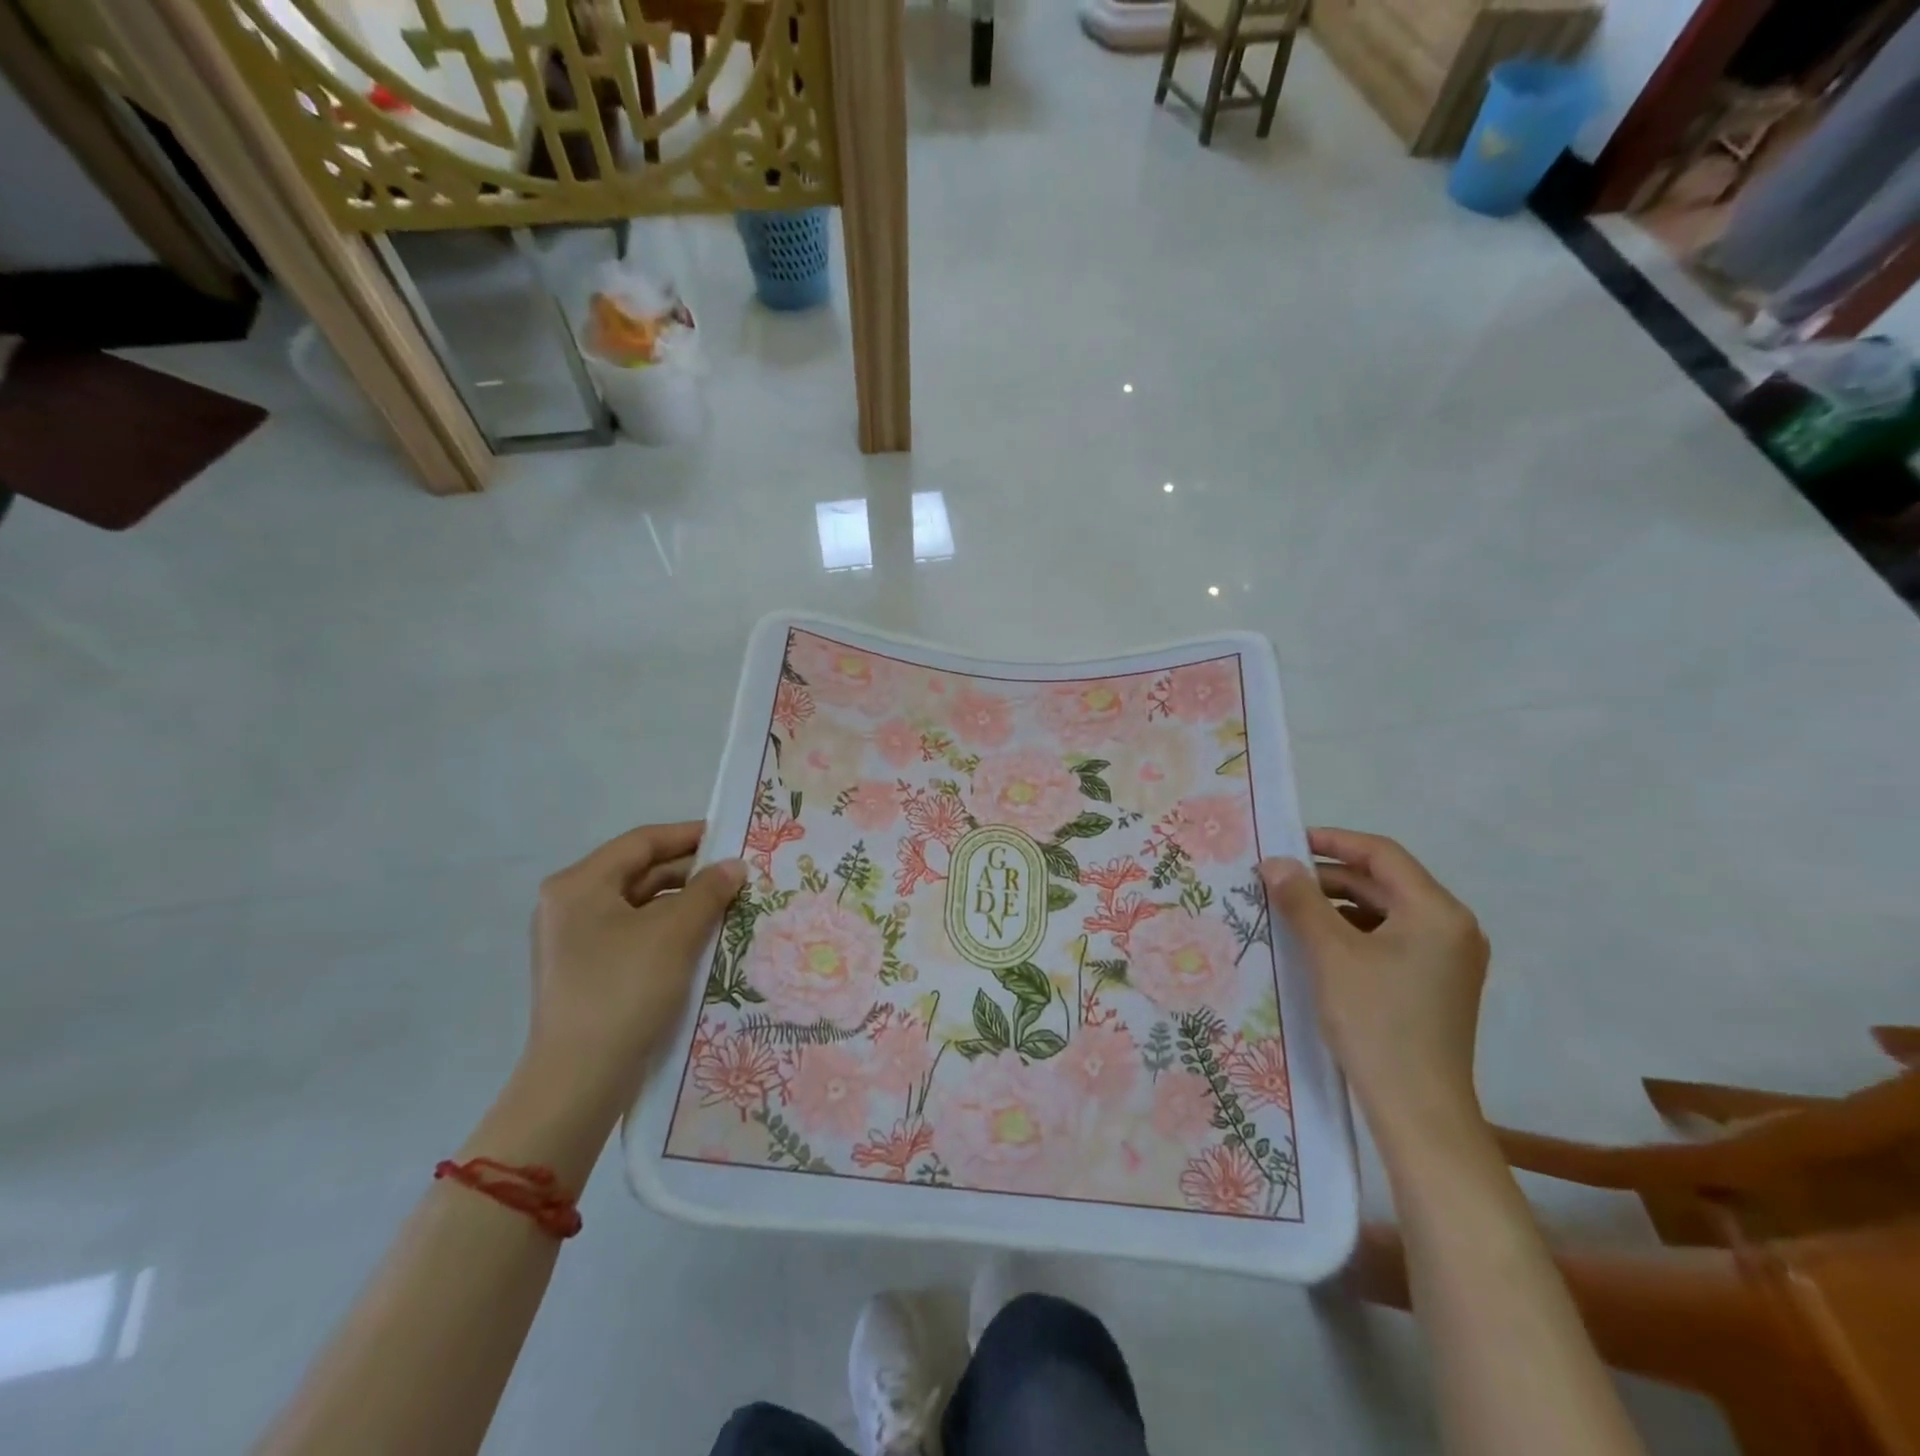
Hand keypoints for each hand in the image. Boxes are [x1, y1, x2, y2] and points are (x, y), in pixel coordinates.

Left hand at [527, 821, 745, 1115]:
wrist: (580, 1081)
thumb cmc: (624, 991)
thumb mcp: (674, 934)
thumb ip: (708, 891)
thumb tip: (733, 866)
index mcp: (579, 885)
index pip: (642, 842)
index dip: (689, 835)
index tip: (731, 836)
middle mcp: (571, 905)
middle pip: (640, 872)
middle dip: (691, 873)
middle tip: (739, 875)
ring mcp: (576, 941)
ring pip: (641, 906)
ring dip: (685, 903)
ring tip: (730, 906)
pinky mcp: (589, 971)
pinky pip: (636, 934)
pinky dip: (670, 931)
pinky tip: (705, 939)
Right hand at [1260, 829, 1488, 1137]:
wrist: (1418, 1109)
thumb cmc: (1376, 1021)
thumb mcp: (1330, 953)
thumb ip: (1301, 899)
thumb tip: (1275, 862)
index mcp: (1437, 912)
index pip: (1382, 854)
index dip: (1333, 841)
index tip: (1287, 842)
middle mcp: (1452, 928)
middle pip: (1385, 882)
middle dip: (1330, 877)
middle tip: (1280, 879)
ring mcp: (1449, 959)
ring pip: (1386, 912)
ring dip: (1339, 905)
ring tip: (1292, 910)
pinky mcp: (1437, 984)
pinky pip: (1392, 939)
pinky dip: (1355, 932)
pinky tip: (1319, 945)